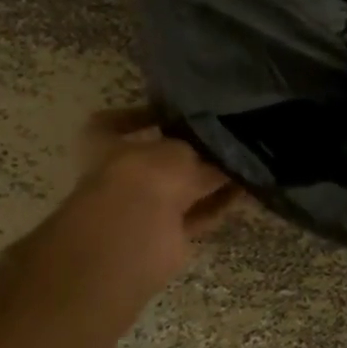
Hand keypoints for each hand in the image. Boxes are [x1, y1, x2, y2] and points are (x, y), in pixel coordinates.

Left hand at [37, 107, 238, 299]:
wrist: (138, 233)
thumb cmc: (146, 175)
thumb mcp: (180, 150)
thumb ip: (202, 151)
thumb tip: (223, 156)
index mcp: (103, 145)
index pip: (114, 123)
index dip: (139, 116)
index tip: (171, 112)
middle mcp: (118, 176)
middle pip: (156, 161)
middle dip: (188, 153)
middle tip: (221, 140)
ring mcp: (139, 208)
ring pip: (179, 190)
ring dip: (208, 180)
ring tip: (241, 163)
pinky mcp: (163, 235)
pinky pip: (195, 214)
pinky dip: (216, 205)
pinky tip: (243, 190)